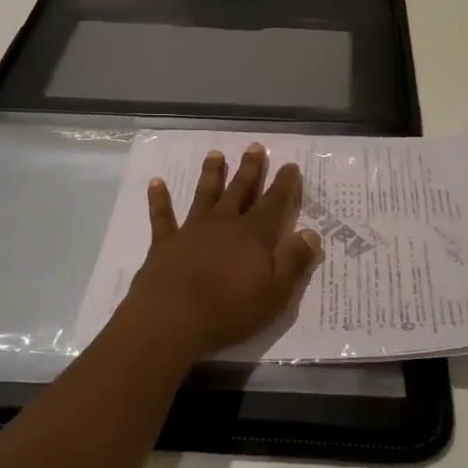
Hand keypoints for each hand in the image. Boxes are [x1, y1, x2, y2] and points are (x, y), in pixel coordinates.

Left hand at [114, 144, 321, 361]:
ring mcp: (192, 230)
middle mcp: (223, 224)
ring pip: (204, 194)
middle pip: (239, 190)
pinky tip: (156, 183)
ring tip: (215, 154)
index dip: (284, 184)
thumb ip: (293, 261)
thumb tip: (311, 233)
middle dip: (250, 169)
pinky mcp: (165, 243)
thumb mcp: (275, 293)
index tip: (290, 165)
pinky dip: (159, 199)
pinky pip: (162, 216)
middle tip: (255, 147)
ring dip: (211, 174)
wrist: (171, 320)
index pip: (274, 203)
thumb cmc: (229, 311)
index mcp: (252, 235)